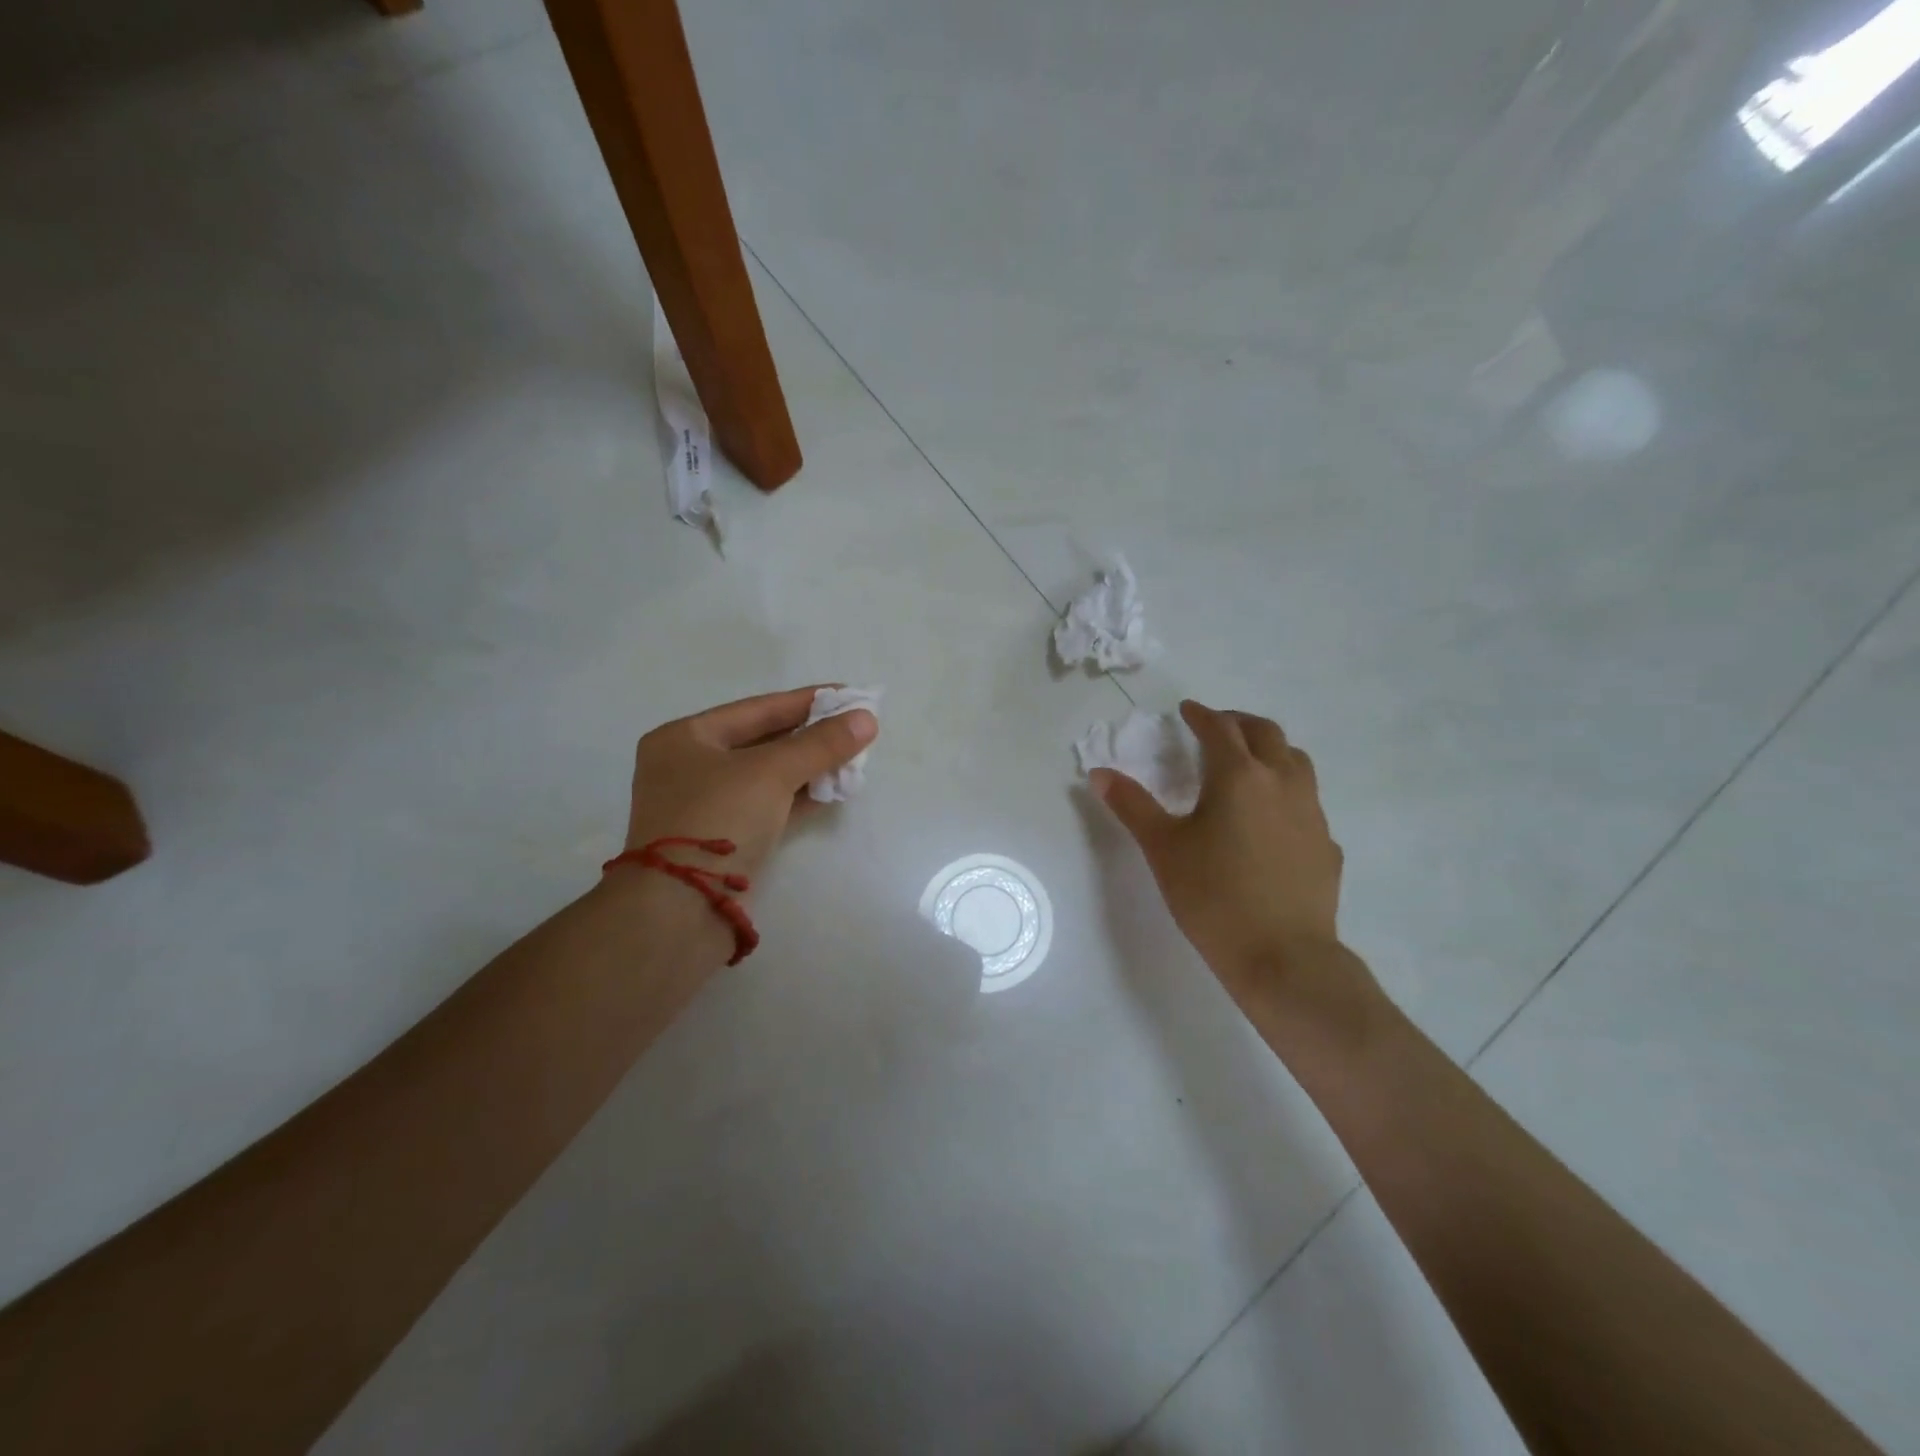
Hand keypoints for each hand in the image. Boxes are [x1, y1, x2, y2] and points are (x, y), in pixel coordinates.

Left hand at [624, 687, 877, 879]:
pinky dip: (801, 797)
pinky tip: (834, 789)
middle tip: (856, 727)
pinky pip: (769, 805)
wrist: (681, 909)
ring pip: (768, 776)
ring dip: (810, 767)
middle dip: (811, 736)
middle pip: (762, 741)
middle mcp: (690, 767)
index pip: (757, 709)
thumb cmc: (718, 819)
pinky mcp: (725, 839)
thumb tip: (867, 719)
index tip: (848, 694)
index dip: (806, 701)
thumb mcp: (771, 772)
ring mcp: (706, 806)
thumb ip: (820, 744)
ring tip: (854, 757)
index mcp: (684, 738)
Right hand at [1091, 700, 1346, 1005]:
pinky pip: (1307, 802)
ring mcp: (1311, 813)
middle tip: (1216, 728)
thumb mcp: (1162, 848)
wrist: (1283, 957)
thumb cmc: (1213, 896)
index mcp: (1239, 777)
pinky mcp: (1326, 845)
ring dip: (1270, 751)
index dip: (1201, 715)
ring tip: (1248, 764)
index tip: (1187, 710)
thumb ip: (1132, 806)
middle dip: (1239, 723)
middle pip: (1266, 734)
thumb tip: (1099, 773)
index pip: (1220, 729)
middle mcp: (1281, 783)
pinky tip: (1271, 820)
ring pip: (1296, 762)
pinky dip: (1286, 792)